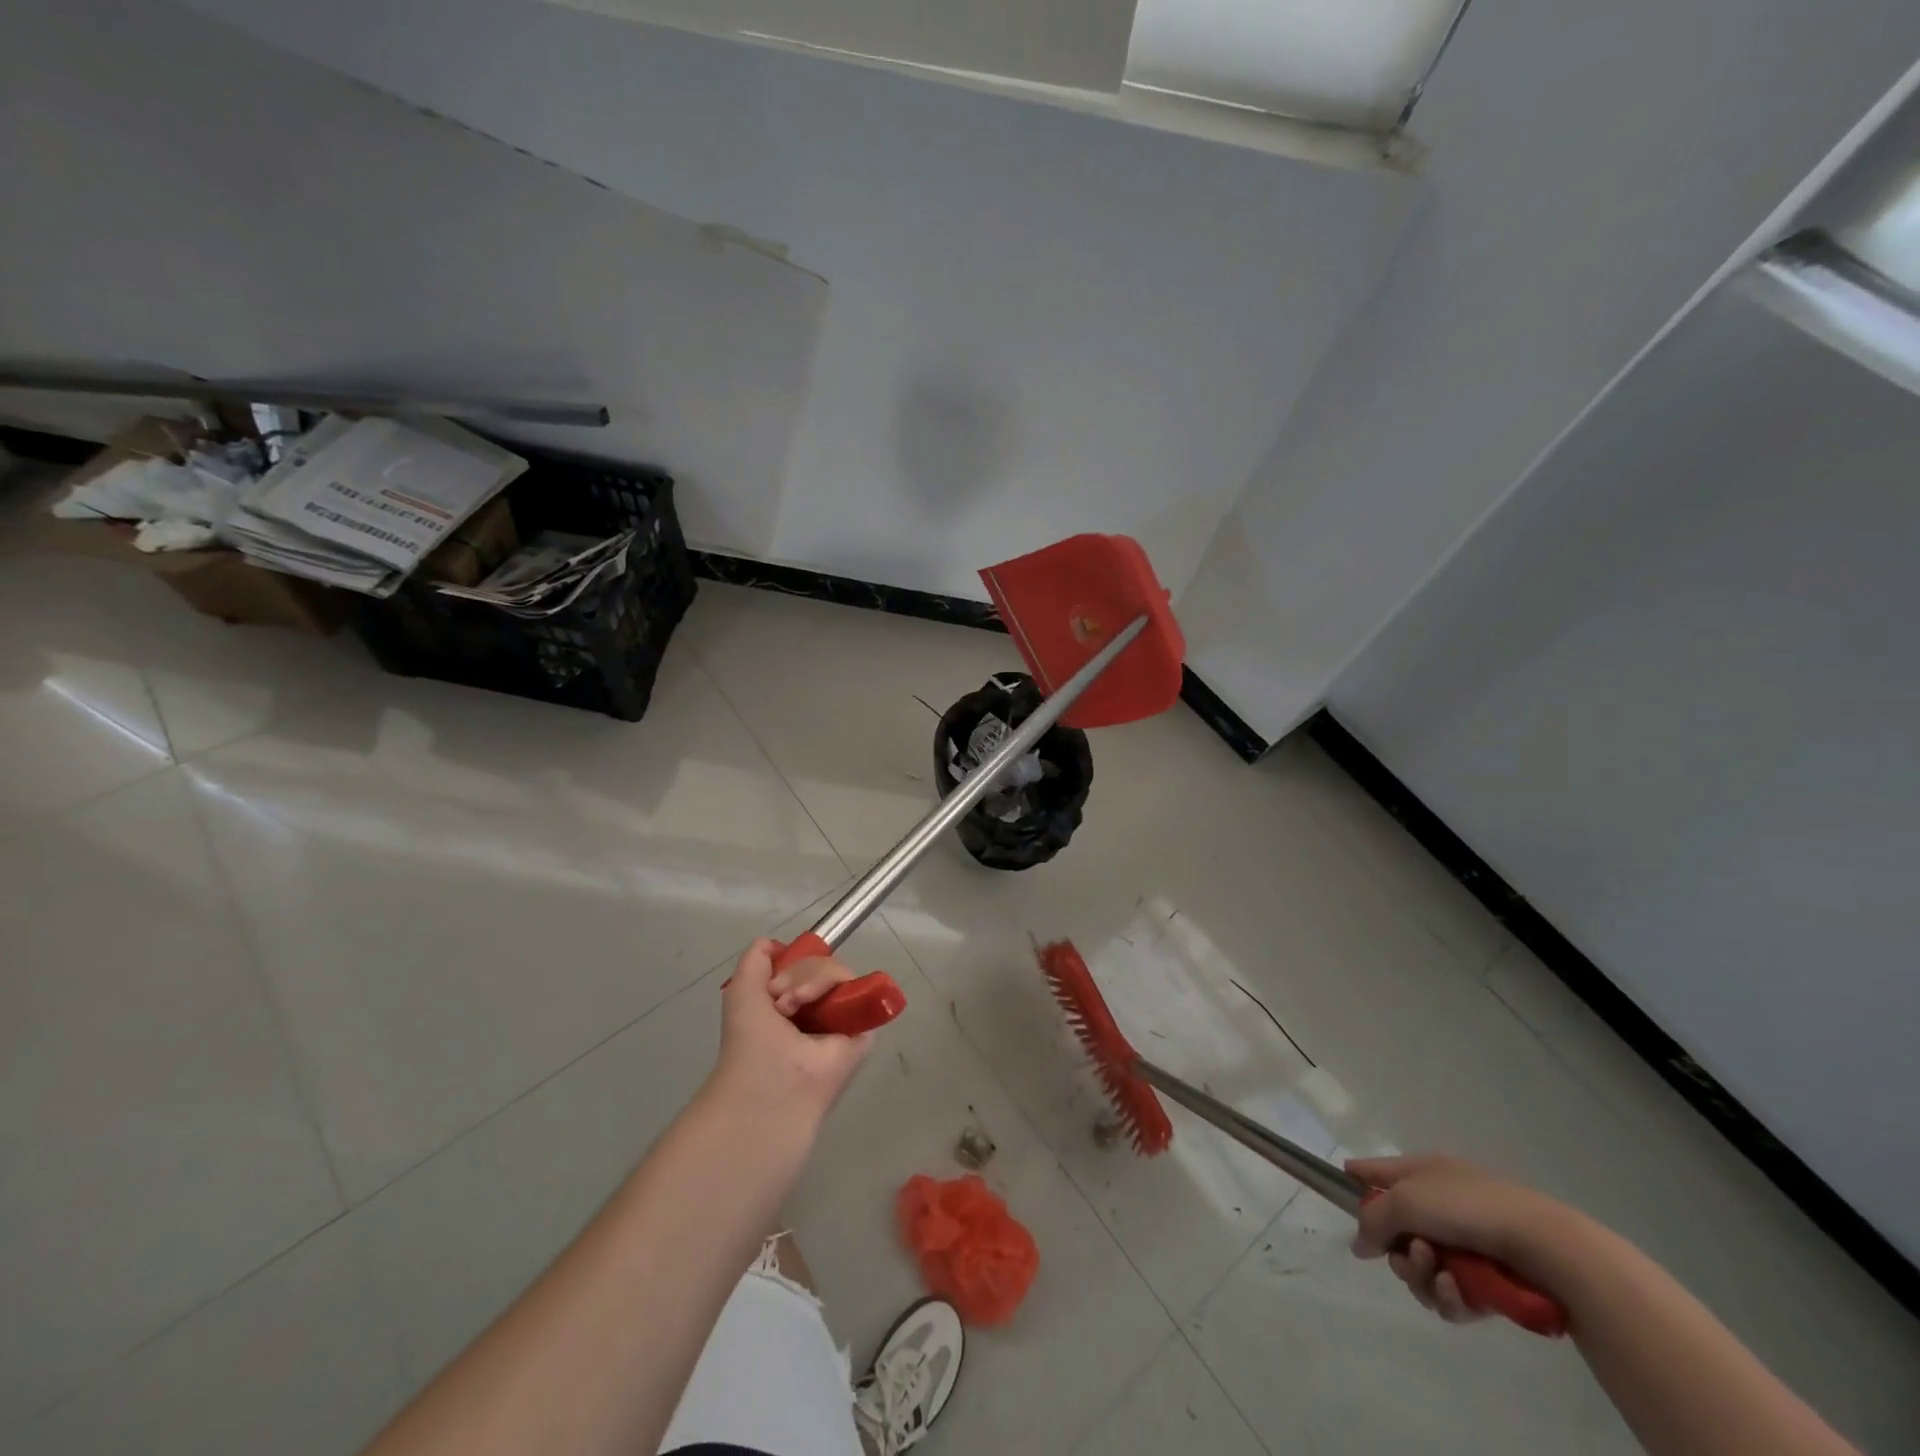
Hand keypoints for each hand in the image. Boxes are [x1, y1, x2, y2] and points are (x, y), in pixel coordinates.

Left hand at [708, 939, 872, 1124]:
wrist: (768, 1087)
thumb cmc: (750, 1044)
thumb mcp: (742, 990)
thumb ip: (756, 959)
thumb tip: (778, 945)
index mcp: (790, 1003)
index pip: (802, 964)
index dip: (790, 964)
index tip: (772, 984)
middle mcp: (816, 1008)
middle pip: (820, 963)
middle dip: (796, 974)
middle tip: (780, 1003)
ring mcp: (840, 1017)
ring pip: (838, 972)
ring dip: (810, 981)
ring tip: (792, 1008)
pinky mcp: (862, 1028)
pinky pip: (859, 989)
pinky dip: (839, 988)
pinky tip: (818, 1007)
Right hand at [1348, 1154, 1581, 1324]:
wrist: (1542, 1246)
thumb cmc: (1467, 1207)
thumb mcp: (1406, 1201)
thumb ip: (1373, 1219)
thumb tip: (1359, 1243)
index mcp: (1422, 1173)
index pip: (1378, 1170)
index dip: (1358, 1179)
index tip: (1341, 1189)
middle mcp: (1439, 1204)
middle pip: (1396, 1232)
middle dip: (1396, 1250)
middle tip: (1410, 1255)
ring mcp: (1463, 1244)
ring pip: (1419, 1268)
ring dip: (1421, 1275)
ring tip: (1439, 1275)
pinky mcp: (1484, 1282)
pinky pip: (1449, 1294)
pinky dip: (1448, 1296)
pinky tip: (1457, 1292)